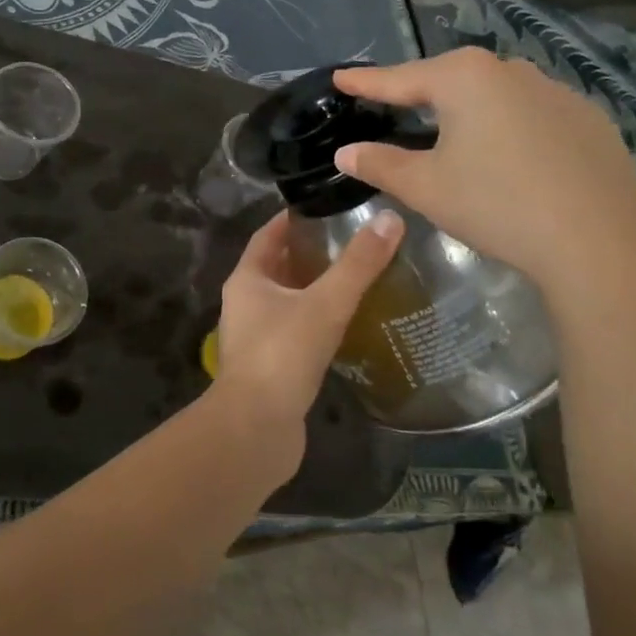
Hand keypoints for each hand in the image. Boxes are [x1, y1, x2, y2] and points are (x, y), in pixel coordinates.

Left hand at [211, 208, 402, 466]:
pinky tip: (347, 324)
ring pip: (287, 301)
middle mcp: (245, 303)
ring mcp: (255, 337)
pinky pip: (295, 331)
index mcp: (247, 279)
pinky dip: (317, 321)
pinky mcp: (270, 366)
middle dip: (309, 253)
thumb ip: (357, 265)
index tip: (324, 206)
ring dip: (314, 288)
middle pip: (278, 267)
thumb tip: (390, 219)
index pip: (268, 235)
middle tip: (351, 240)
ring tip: (356, 277)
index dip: (292, 219)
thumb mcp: (324, 304)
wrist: (255, 429)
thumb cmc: (282, 355)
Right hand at [333, 49, 635, 300]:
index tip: (340, 77)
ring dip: (470, 108)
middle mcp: (511, 70)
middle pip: (451, 78)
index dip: (366, 81)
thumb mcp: (426, 187)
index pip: (400, 78)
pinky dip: (513, 126)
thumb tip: (346, 151)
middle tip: (394, 104)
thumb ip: (380, 163)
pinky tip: (514, 156)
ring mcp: (558, 91)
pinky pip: (535, 113)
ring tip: (455, 131)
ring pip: (497, 93)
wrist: (597, 243)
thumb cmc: (496, 205)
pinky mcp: (590, 119)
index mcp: (464, 78)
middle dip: (420, 91)